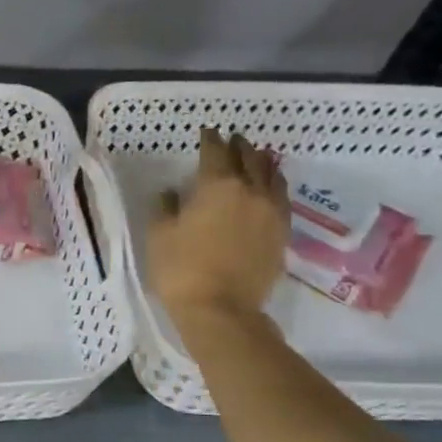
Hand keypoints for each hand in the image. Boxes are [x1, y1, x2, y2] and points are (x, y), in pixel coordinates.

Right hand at [147, 126, 288, 324]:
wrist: (221, 309)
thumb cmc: (181, 269)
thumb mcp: (159, 235)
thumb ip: (165, 207)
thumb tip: (172, 193)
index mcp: (218, 186)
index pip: (215, 152)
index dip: (210, 139)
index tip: (206, 132)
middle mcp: (250, 191)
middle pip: (249, 158)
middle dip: (238, 146)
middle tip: (231, 140)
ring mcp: (271, 212)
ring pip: (272, 175)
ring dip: (261, 162)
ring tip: (255, 157)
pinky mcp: (282, 233)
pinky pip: (281, 198)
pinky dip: (274, 185)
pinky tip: (269, 189)